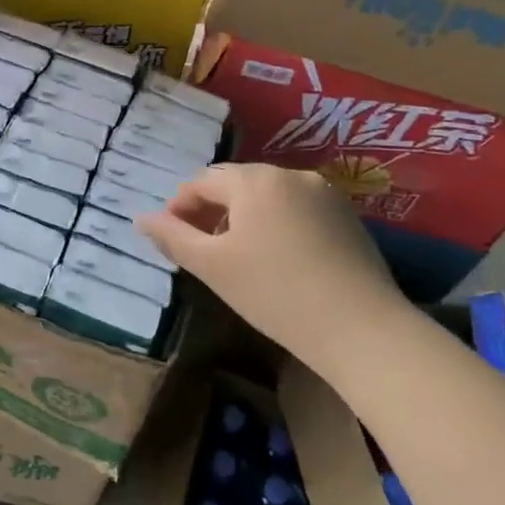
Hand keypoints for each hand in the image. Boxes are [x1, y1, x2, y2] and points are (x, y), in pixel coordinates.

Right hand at [136, 164, 408, 372]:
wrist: (363, 330)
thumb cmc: (275, 293)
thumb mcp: (212, 266)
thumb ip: (172, 237)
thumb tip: (141, 218)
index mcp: (254, 180)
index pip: (202, 181)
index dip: (179, 206)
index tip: (171, 239)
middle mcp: (290, 175)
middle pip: (236, 184)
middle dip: (211, 211)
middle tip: (200, 250)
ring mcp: (325, 194)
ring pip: (267, 197)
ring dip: (243, 218)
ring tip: (236, 256)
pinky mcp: (348, 217)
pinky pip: (296, 210)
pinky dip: (276, 225)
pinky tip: (277, 261)